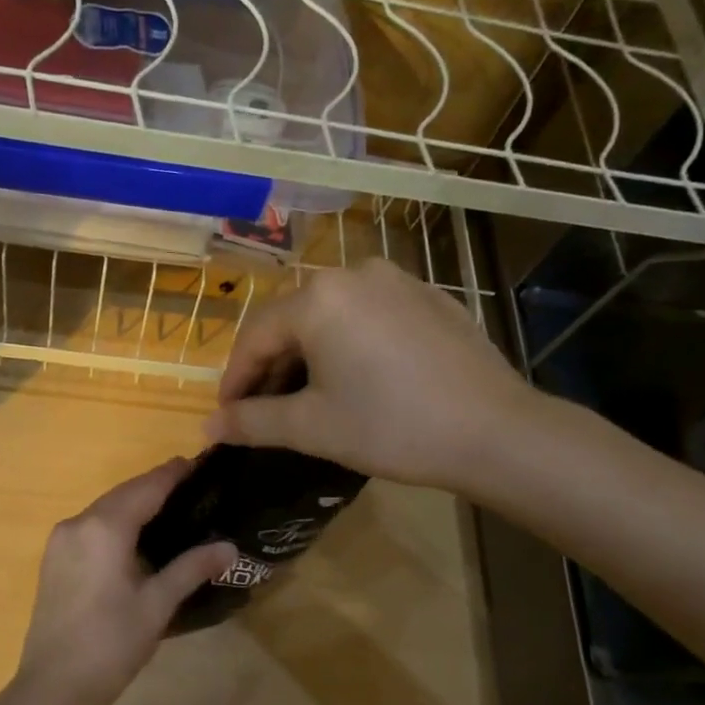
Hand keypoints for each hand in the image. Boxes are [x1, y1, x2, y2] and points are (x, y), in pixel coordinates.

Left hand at [13, 459, 236, 704]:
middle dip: (154, 486)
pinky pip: (90, 526)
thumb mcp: (157, 605)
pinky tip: (135, 535)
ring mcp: (60, 540)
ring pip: (104, 509)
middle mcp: (78, 523)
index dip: (172, 474)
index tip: (198, 461)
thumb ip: (192, 568)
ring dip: (134, 503)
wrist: (53, 687)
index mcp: (104, 528)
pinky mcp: (54, 559)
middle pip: (123, 493)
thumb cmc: (111, 644)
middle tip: (190, 485)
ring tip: (169, 507)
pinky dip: (115, 521)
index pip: (146, 488)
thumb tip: (229, 547)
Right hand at [205, 258, 539, 491]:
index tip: (226, 416)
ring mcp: (398, 281)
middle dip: (270, 366)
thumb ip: (252, 422)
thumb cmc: (392, 427)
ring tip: (306, 397)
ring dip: (308, 355)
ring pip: (332, 316)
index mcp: (318, 298)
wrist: (495, 431)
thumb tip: (208, 426)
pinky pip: (370, 316)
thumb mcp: (312, 427)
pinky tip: (358, 379)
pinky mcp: (430, 298)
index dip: (235, 379)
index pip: (255, 336)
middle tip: (262, 410)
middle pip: (292, 321)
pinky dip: (349, 344)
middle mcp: (355, 273)